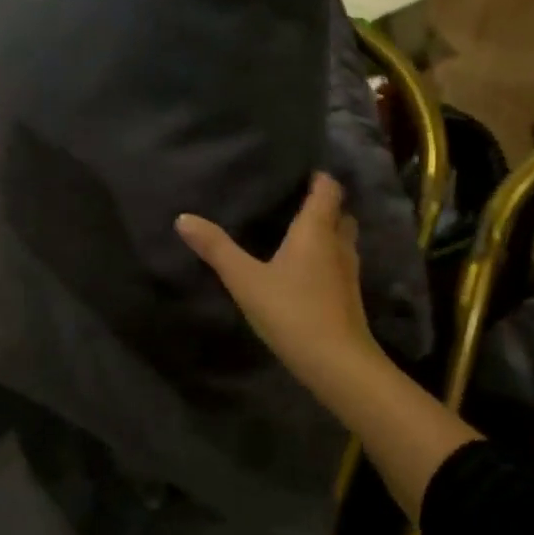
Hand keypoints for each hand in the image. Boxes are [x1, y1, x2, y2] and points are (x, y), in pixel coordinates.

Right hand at [175, 173, 382, 396]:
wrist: (336, 362)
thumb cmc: (292, 312)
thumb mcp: (246, 280)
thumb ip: (217, 249)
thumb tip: (183, 218)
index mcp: (317, 229)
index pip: (328, 189)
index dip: (318, 177)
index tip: (301, 172)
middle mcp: (339, 243)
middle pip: (340, 212)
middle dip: (324, 205)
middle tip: (296, 202)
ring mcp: (349, 271)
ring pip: (343, 239)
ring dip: (328, 232)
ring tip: (299, 233)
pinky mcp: (349, 296)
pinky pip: (340, 263)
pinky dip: (327, 258)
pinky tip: (306, 271)